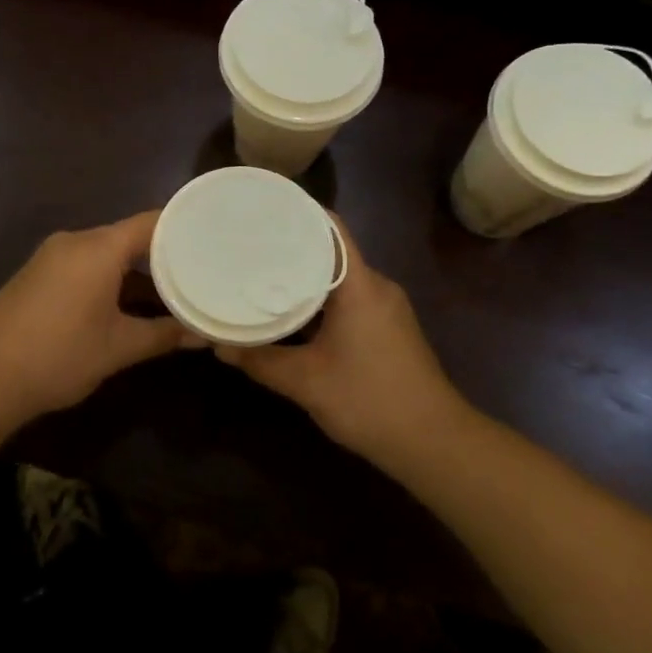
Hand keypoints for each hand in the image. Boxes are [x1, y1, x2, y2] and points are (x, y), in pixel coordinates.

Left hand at [0, 210, 197, 424]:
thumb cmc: (60, 355)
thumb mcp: (119, 347)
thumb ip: (163, 335)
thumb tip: (203, 335)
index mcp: (98, 247)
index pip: (151, 222)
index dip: (183, 228)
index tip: (213, 237)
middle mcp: (75, 241)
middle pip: (128, 235)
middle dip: (162, 253)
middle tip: (199, 267)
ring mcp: (51, 256)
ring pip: (105, 251)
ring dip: (134, 269)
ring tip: (170, 287)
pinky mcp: (36, 274)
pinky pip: (84, 263)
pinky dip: (108, 276)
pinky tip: (125, 300)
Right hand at [215, 223, 471, 470]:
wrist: (433, 442)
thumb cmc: (369, 400)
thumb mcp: (306, 382)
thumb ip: (260, 360)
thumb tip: (218, 347)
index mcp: (360, 285)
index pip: (331, 228)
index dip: (298, 213)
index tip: (262, 209)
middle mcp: (376, 287)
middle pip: (331, 252)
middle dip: (291, 248)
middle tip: (248, 246)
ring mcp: (385, 308)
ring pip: (338, 280)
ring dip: (304, 279)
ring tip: (260, 276)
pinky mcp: (388, 329)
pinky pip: (348, 300)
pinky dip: (319, 301)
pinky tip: (290, 314)